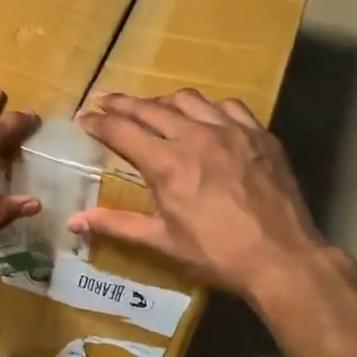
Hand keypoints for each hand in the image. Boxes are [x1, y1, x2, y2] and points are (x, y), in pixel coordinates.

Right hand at [69, 90, 332, 316]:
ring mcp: (231, 131)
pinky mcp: (259, 135)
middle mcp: (195, 136)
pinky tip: (204, 120)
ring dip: (163, 101)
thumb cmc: (216, 254)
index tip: (82, 118)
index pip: (121, 130)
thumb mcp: (161, 242)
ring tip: (153, 109)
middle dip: (121, 103)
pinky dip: (207, 109)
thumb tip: (73, 222)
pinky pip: (228, 106)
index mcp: (166, 163)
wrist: (282, 258)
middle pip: (149, 107)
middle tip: (104, 101)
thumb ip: (116, 224)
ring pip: (188, 99)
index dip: (97, 122)